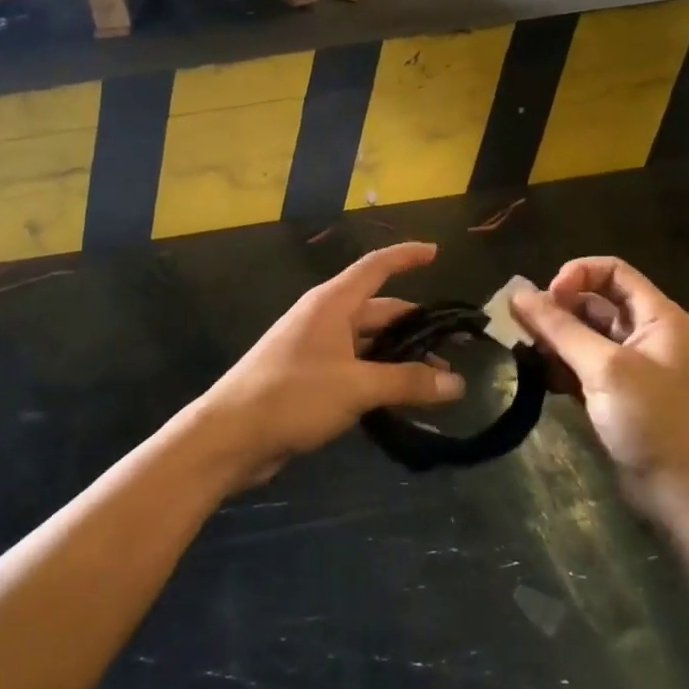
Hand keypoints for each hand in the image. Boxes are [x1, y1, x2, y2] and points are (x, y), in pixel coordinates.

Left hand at [187, 243, 464, 486]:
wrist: (231, 436)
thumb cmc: (292, 396)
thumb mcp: (356, 387)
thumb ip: (407, 382)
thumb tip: (456, 384)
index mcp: (332, 303)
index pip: (376, 267)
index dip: (406, 257)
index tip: (435, 252)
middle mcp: (324, 318)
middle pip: (378, 311)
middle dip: (415, 325)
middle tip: (454, 346)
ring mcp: (315, 349)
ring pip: (368, 344)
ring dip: (399, 357)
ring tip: (438, 380)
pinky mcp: (310, 378)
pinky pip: (355, 368)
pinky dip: (380, 377)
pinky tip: (402, 399)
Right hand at [512, 257, 688, 507]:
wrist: (686, 495)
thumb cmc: (654, 421)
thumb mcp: (605, 368)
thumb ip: (560, 328)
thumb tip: (517, 294)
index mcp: (656, 316)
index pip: (611, 271)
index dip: (576, 276)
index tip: (546, 299)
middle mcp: (644, 334)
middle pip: (593, 302)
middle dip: (557, 310)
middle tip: (524, 329)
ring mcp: (629, 366)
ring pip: (583, 336)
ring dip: (554, 340)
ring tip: (528, 355)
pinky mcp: (615, 395)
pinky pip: (581, 366)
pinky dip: (560, 368)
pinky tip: (543, 380)